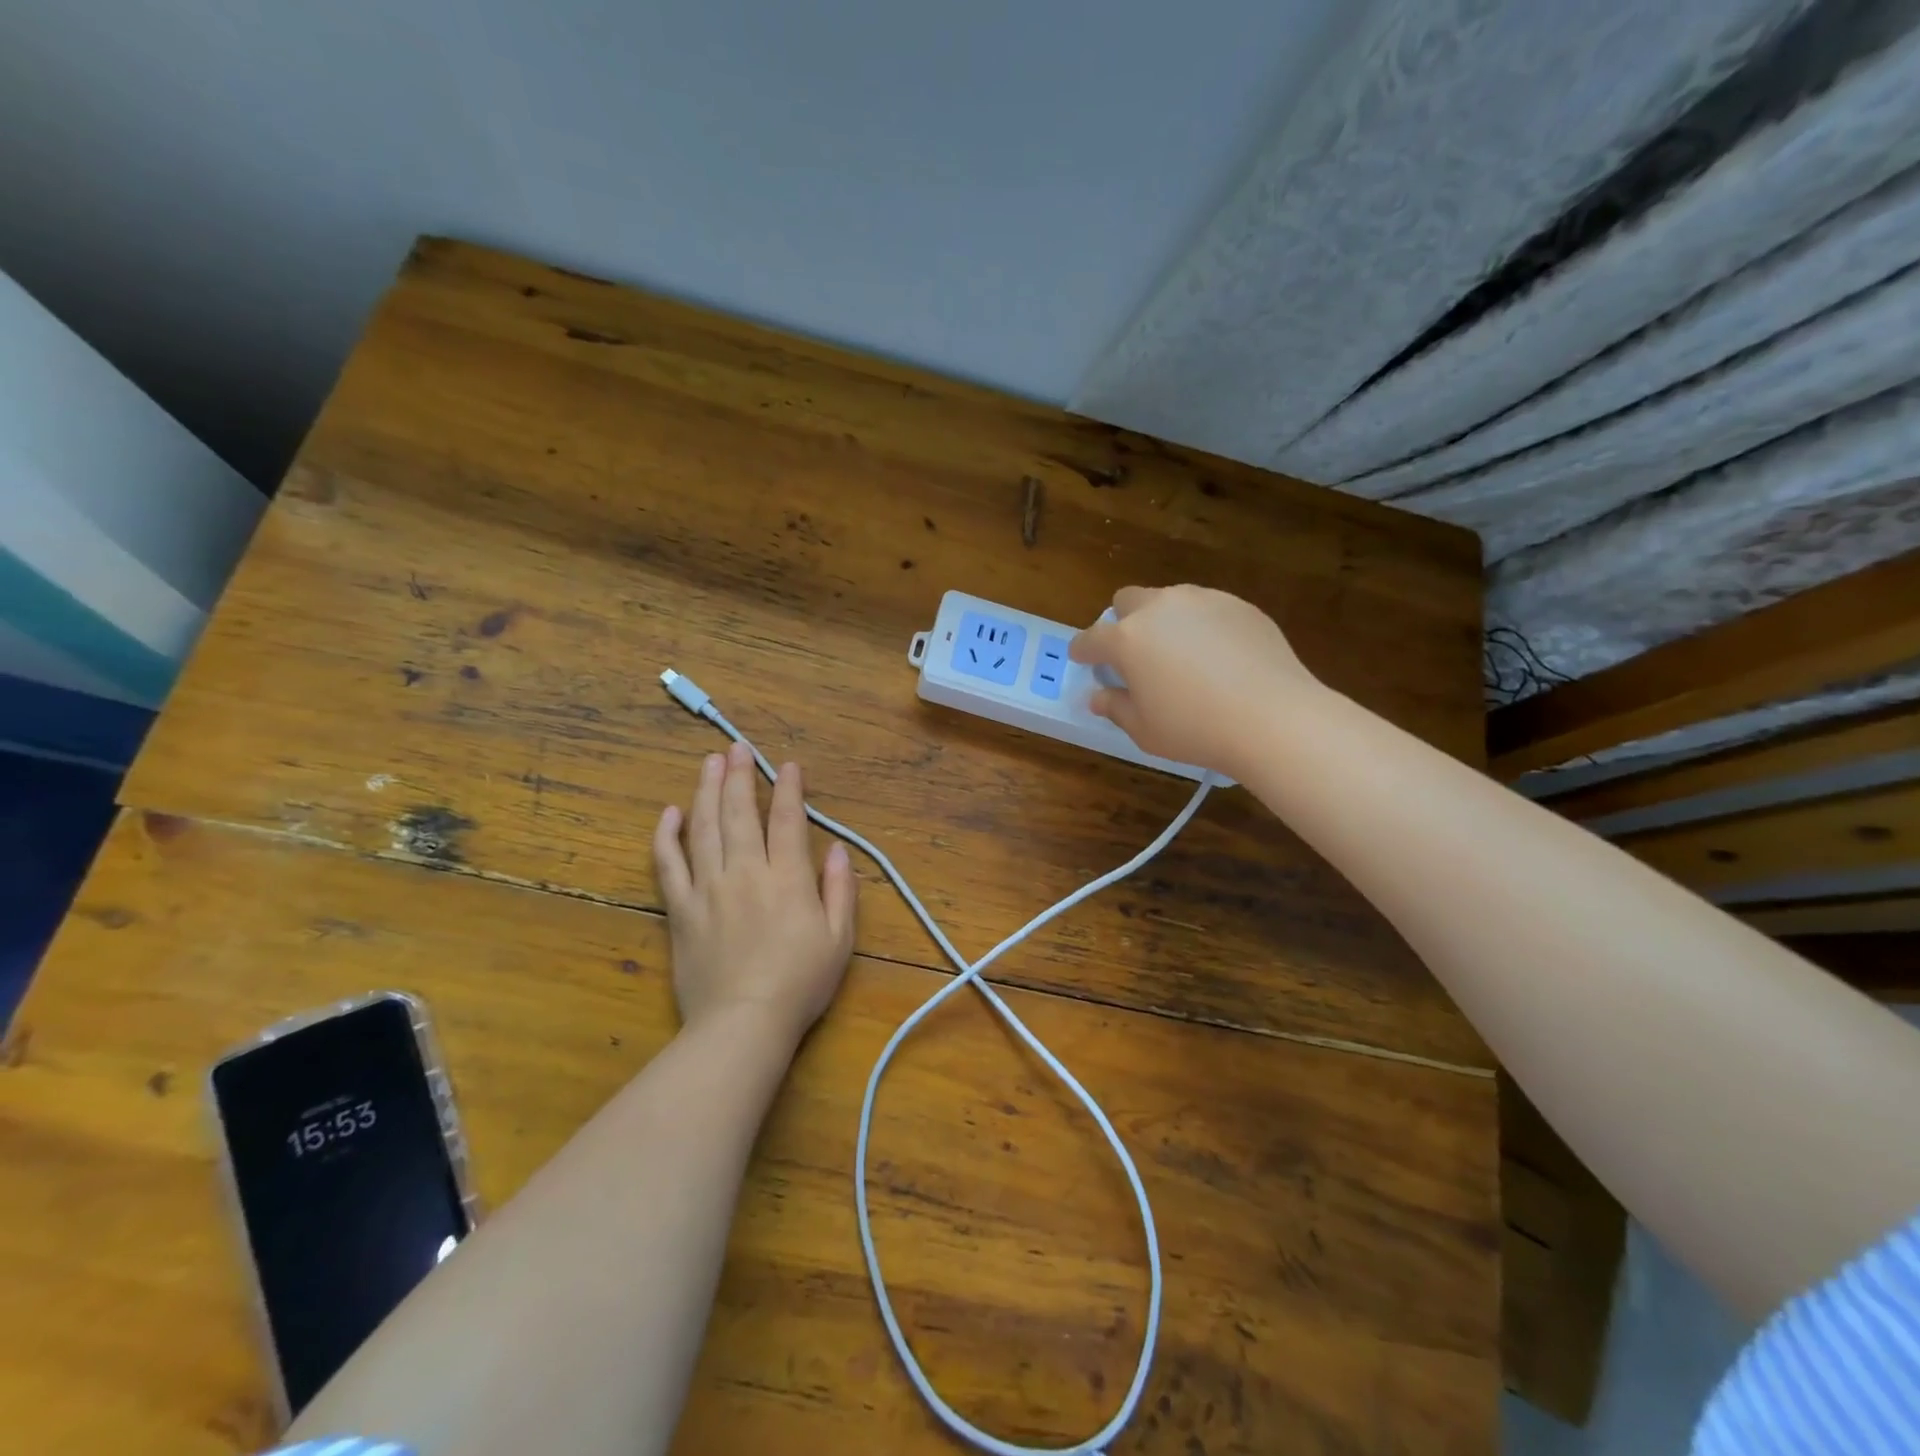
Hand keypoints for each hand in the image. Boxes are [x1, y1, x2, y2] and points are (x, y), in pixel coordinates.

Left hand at [652, 742, 856, 1045]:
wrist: (742, 1024)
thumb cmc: (799, 983)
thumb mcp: (839, 939)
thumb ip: (840, 890)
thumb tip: (838, 850)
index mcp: (787, 877)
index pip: (788, 820)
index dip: (789, 789)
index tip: (788, 765)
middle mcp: (746, 871)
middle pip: (740, 813)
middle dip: (741, 776)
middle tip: (737, 748)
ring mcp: (708, 888)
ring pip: (705, 827)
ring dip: (707, 791)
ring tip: (709, 763)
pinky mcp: (680, 909)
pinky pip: (668, 864)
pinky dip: (667, 836)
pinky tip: (670, 813)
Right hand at [1070, 584, 1320, 778]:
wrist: (1273, 718)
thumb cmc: (1196, 729)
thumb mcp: (1145, 730)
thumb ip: (1116, 708)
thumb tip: (1099, 696)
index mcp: (1127, 639)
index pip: (1091, 638)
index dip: (1083, 651)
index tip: (1084, 659)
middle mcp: (1160, 608)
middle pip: (1127, 600)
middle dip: (1122, 622)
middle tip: (1135, 655)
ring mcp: (1202, 600)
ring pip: (1168, 599)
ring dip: (1162, 620)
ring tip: (1180, 655)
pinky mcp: (1238, 604)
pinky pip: (1206, 607)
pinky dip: (1201, 625)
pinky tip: (1218, 657)